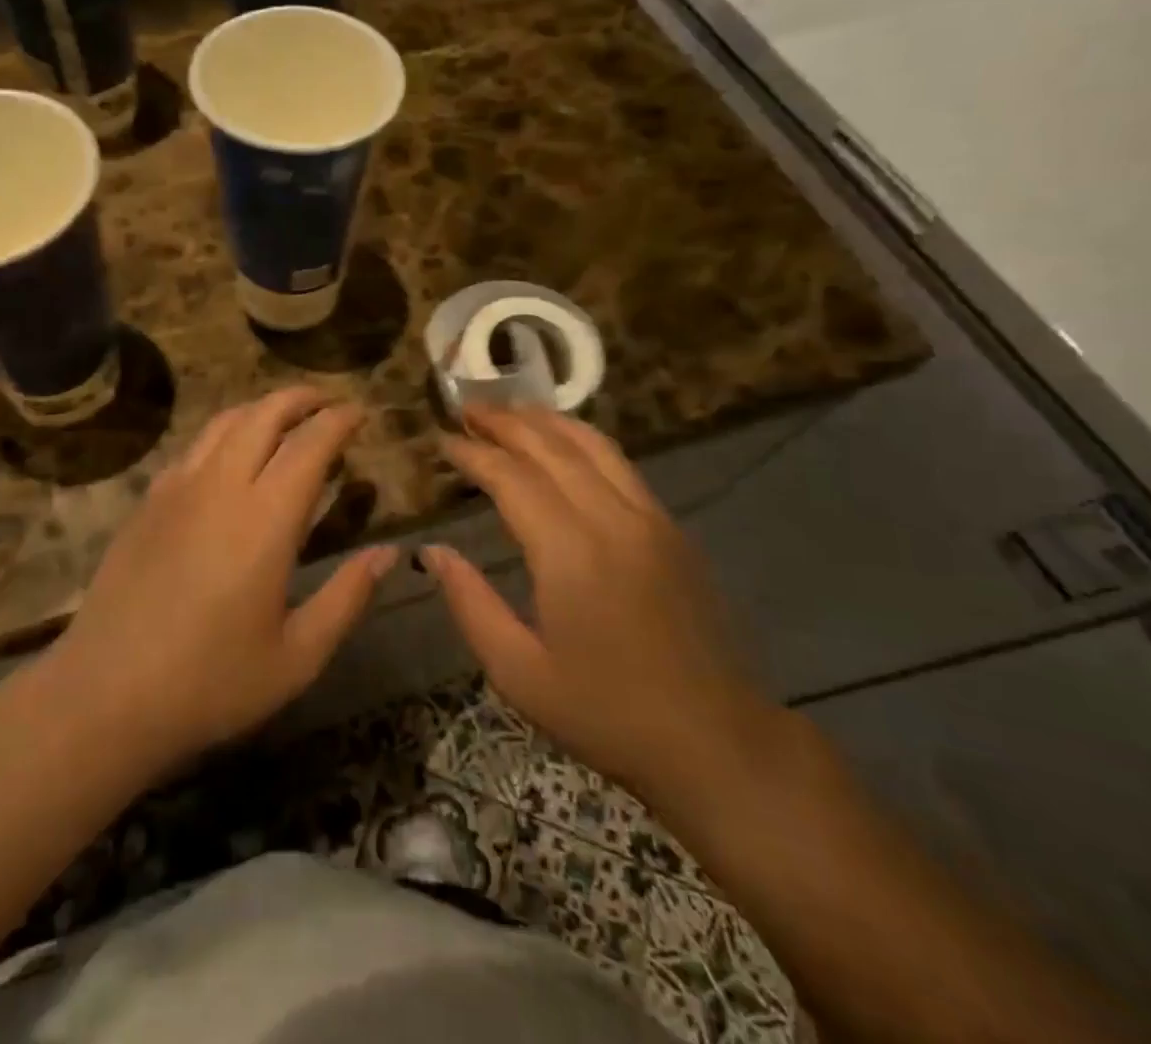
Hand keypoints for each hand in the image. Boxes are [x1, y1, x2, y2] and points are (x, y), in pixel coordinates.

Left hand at [50, 387, 396, 773]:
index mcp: (265, 519)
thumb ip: (347, 597)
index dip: (339, 420)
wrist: (104, 695)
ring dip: (262, 408)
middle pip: (264, 414)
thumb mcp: (297, 655)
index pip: (310, 444)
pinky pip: (194, 447)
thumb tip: (390, 553)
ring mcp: (177, 489)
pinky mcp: (148, 502)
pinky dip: (225, 433)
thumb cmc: (210, 682)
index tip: (361, 412)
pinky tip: (231, 455)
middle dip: (302, 398)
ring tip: (286, 418)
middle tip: (329, 403)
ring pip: (224, 422)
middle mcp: (221, 486)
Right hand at [427, 405, 776, 801]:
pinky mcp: (673, 529)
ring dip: (547, 420)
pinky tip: (566, 442)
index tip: (443, 440)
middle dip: (505, 422)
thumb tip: (434, 552)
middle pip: (551, 448)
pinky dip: (584, 440)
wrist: (717, 742)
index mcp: (570, 553)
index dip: (474, 454)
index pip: (512, 478)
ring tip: (511, 409)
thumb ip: (471, 604)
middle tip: (468, 409)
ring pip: (593, 445)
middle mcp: (612, 520)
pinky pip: (621, 465)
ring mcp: (650, 519)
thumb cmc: (606, 714)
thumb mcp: (519, 673)